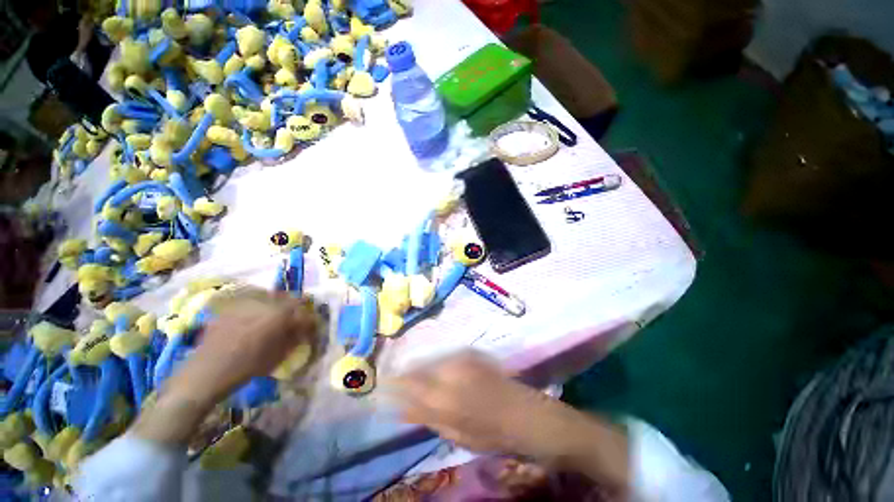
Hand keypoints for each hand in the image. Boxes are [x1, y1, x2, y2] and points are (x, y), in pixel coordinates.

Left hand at [136, 290, 318, 445]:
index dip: (310, 320)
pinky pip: (253, 300)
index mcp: (280, 314)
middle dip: (297, 307)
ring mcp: (246, 303)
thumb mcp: (279, 355)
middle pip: (289, 298)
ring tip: (279, 316)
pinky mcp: (232, 307)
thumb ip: (295, 338)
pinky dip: (261, 305)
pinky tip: (258, 317)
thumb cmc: (247, 366)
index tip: (312, 328)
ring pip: (271, 296)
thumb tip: (305, 329)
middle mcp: (265, 303)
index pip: (304, 312)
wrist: (207, 372)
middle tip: (298, 319)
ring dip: (280, 304)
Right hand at [394, 352, 560, 456]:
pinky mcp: (474, 354)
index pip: (410, 387)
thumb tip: (404, 411)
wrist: (528, 415)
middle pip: (419, 369)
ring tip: (418, 375)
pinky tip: (440, 368)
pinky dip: (440, 362)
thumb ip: (430, 420)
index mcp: (445, 399)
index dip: (395, 385)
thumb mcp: (459, 436)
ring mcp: (464, 360)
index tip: (385, 384)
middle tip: (399, 380)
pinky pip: (448, 355)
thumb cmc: (494, 435)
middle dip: (407, 374)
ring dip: (423, 367)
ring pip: (433, 360)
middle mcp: (451, 374)